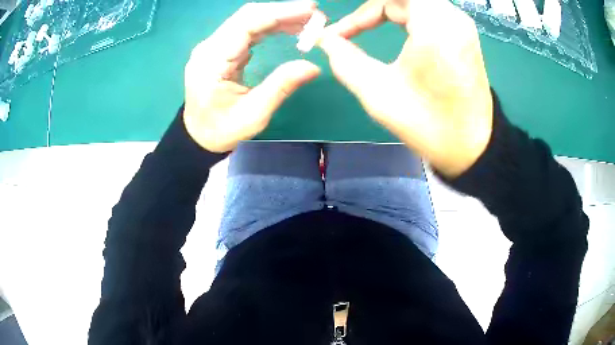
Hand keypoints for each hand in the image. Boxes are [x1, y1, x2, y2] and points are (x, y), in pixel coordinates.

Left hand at [184, 1, 321, 152]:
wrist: (198, 136)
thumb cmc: (222, 130)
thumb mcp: (253, 115)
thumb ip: (281, 86)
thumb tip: (313, 66)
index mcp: (212, 62)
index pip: (246, 24)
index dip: (280, 13)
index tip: (310, 9)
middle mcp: (209, 47)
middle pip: (247, 16)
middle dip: (282, 11)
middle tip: (314, 15)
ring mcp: (212, 46)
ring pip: (247, 20)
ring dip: (278, 17)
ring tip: (307, 22)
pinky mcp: (219, 49)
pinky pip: (245, 30)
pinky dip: (269, 26)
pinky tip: (288, 28)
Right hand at [318, 0, 492, 177]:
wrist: (472, 149)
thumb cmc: (429, 124)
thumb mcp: (378, 93)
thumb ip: (344, 59)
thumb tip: (325, 39)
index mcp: (434, 24)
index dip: (359, 11)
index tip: (338, 32)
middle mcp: (452, 16)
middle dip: (371, 10)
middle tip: (350, 30)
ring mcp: (460, 24)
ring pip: (413, 2)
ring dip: (385, 11)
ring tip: (364, 30)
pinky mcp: (462, 34)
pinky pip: (426, 11)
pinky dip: (403, 16)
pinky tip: (392, 31)